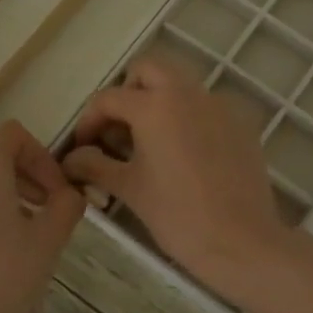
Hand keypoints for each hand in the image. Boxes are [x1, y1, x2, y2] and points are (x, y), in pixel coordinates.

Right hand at [62, 55, 293, 299]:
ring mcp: (219, 106)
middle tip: (119, 130)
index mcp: (155, 106)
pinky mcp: (240, 124)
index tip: (84, 147)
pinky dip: (187, 118)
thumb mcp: (129, 189)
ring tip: (149, 143)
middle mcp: (188, 93)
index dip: (89, 120)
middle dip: (128, 93)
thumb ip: (95, 165)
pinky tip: (184, 156)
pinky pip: (206, 107)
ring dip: (158, 102)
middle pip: (149, 70)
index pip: (109, 98)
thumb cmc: (177, 215)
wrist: (241, 241)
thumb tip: (71, 159)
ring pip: (180, 85)